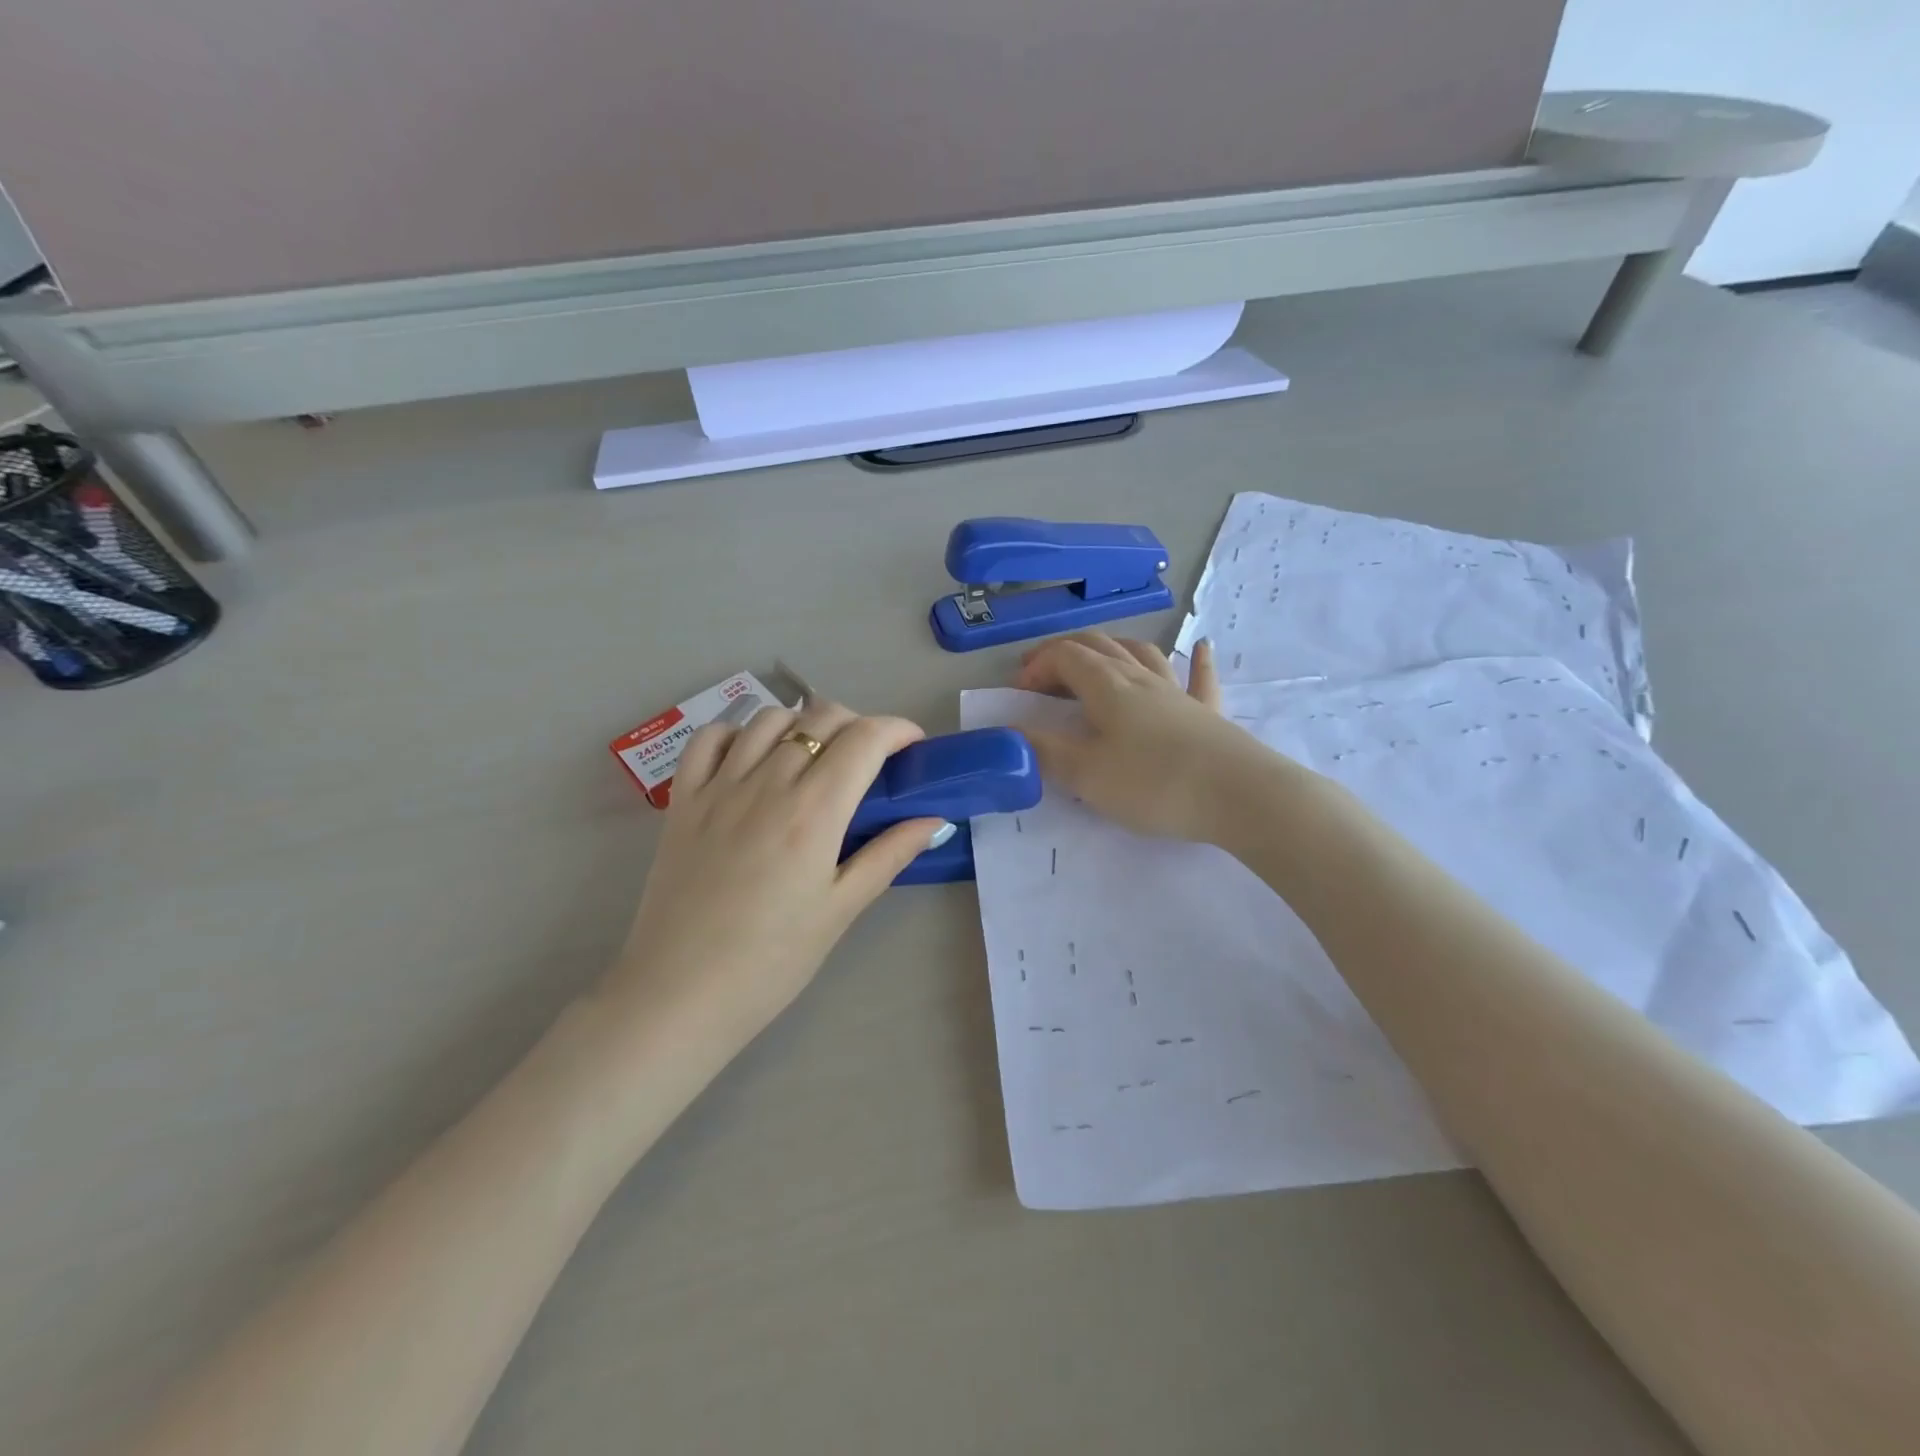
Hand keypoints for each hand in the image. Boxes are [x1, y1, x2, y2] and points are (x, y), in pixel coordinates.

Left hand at [606, 698, 947, 1050]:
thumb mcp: (841, 910)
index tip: (912, 745)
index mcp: (813, 811)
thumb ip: (889, 855)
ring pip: (768, 719)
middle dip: (857, 724)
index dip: (897, 729)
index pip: (864, 739)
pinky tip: (752, 757)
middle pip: (820, 718)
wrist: (680, 994)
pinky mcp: (682, 800)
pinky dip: (738, 733)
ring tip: (813, 757)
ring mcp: (718, 787)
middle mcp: (766, 783)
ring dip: (802, 724)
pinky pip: (709, 738)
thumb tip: (935, 820)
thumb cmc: (772, 960)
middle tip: (868, 759)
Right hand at [1013, 633, 1268, 842]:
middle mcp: (1141, 678)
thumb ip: (1044, 750)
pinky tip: (1201, 645)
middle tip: (1044, 673)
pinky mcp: (1208, 713)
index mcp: (1107, 686)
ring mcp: (1178, 692)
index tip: (1019, 692)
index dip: (1038, 666)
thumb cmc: (1153, 783)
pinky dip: (1196, 659)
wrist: (1238, 795)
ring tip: (1100, 655)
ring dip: (1114, 648)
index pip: (1065, 656)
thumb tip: (1010, 732)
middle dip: (1065, 652)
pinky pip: (1200, 678)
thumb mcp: (1087, 774)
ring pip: (1142, 654)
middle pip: (1099, 646)